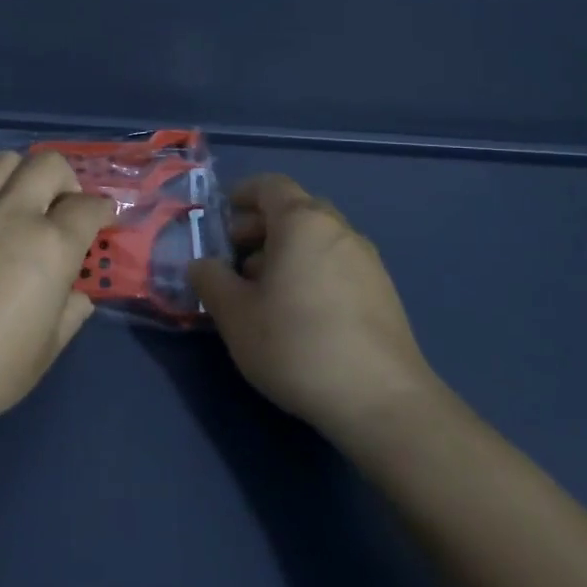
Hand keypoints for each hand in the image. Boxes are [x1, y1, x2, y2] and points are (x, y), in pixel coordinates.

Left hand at [0, 150, 113, 437]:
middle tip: (61, 211)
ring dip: (22, 178)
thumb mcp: (43, 353)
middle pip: (49, 164)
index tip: (102, 222)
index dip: (103, 211)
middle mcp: (12, 213)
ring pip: (5, 162)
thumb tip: (75, 295)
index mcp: (50, 247)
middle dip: (66, 181)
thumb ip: (68, 314)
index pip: (89, 206)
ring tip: (17, 208)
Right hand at [190, 174, 439, 440]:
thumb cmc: (296, 344)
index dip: (242, 194)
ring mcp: (367, 261)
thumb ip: (211, 281)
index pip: (270, 185)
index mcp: (302, 222)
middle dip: (260, 227)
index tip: (221, 217)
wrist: (381, 401)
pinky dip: (311, 271)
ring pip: (317, 240)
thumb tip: (202, 265)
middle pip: (295, 210)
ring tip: (262, 292)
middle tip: (234, 259)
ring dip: (285, 252)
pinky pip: (337, 264)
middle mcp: (339, 230)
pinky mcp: (383, 293)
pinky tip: (298, 313)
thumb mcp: (235, 315)